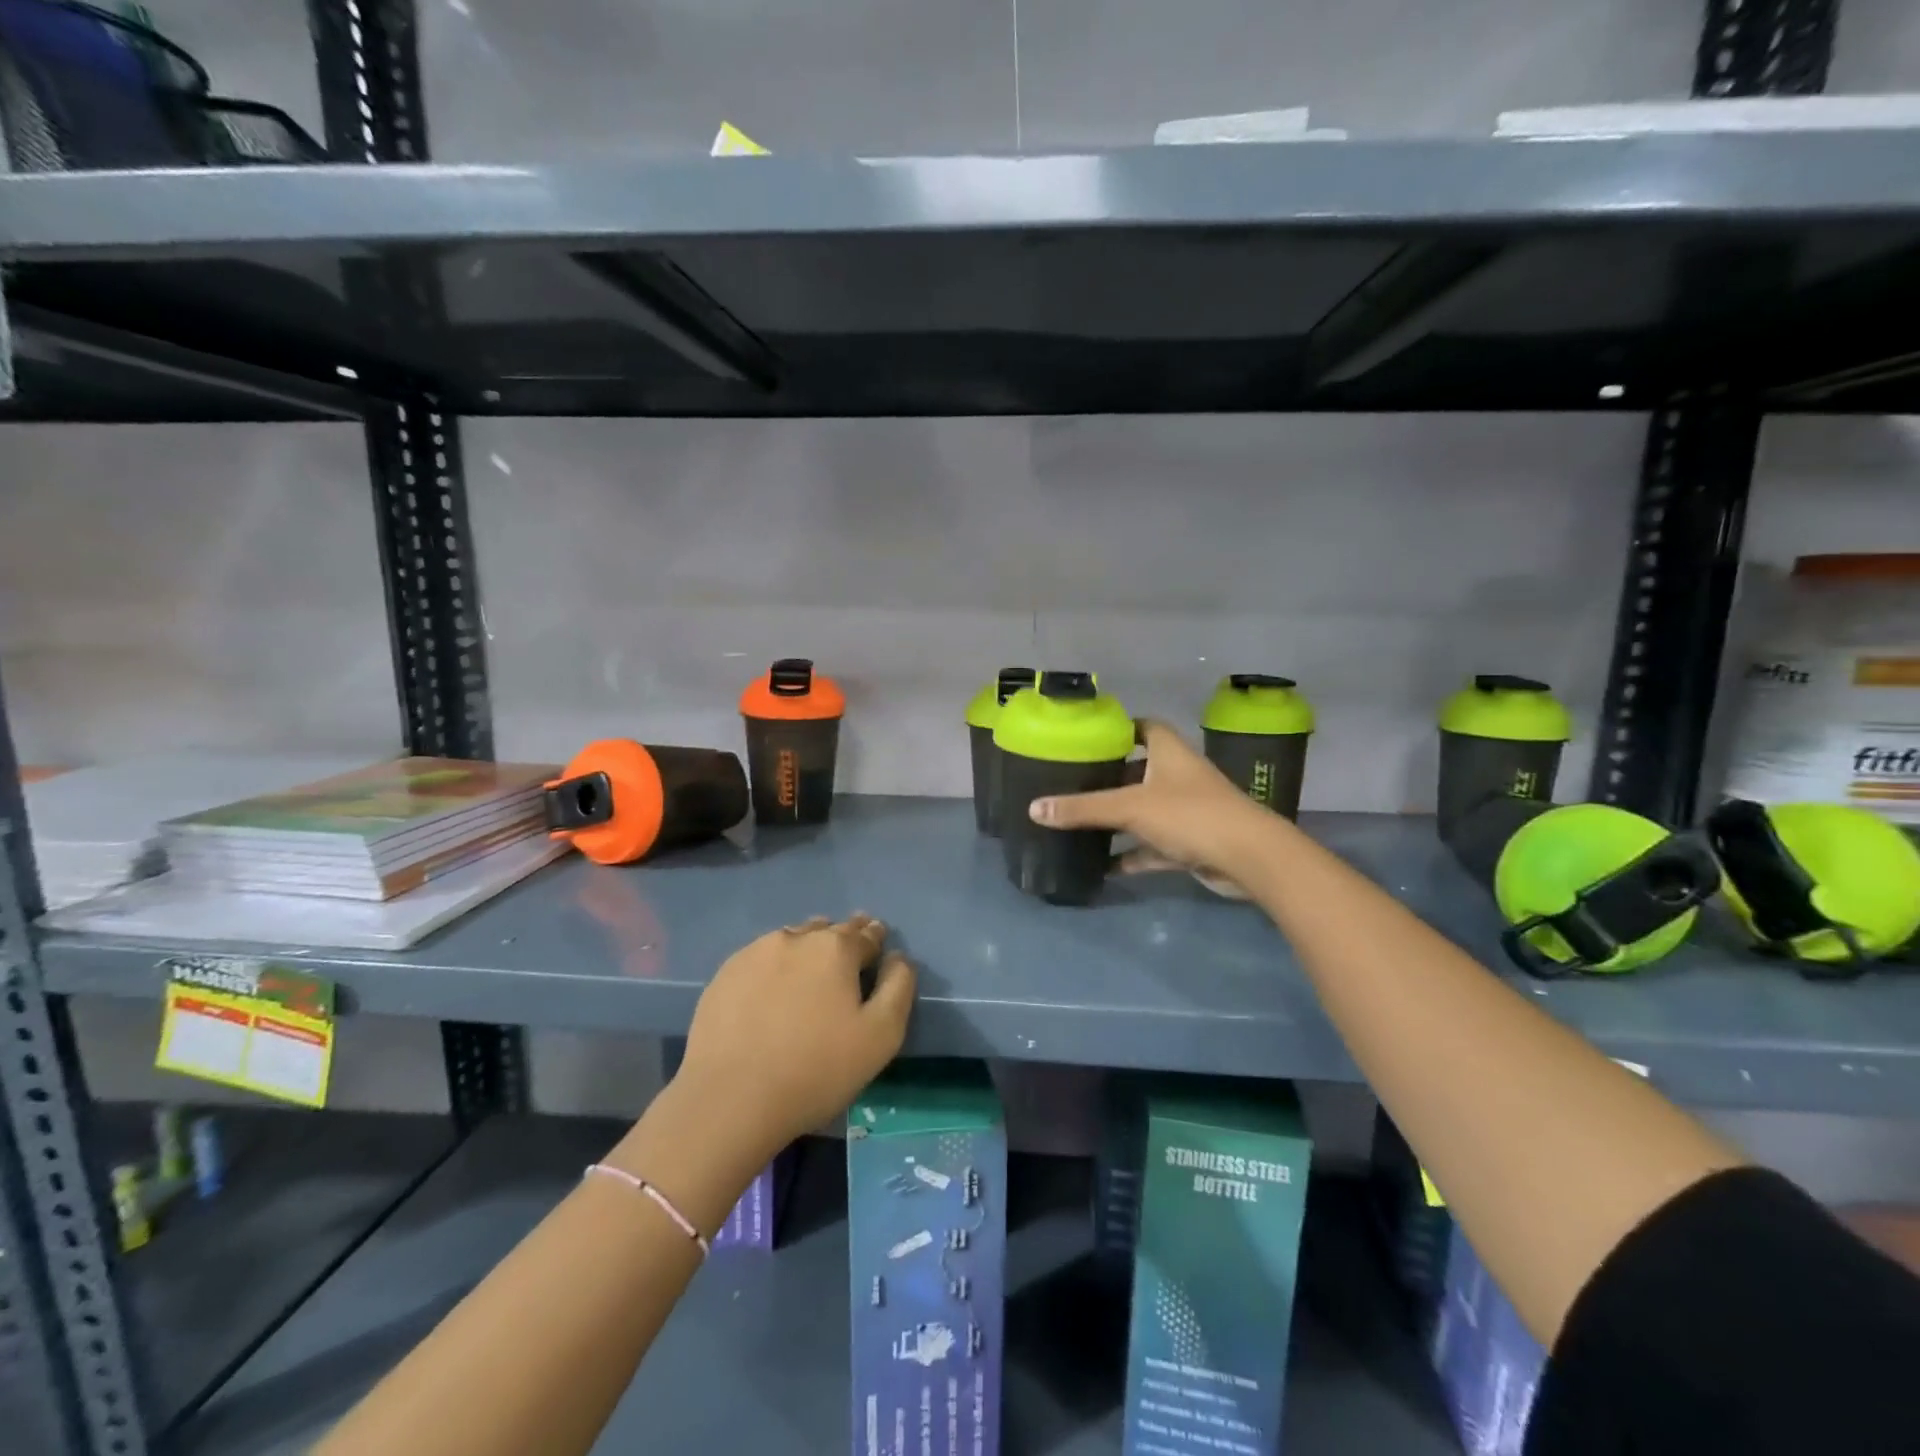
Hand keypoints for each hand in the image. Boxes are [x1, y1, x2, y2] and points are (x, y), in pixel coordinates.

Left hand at [674, 914, 915, 1160]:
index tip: (877, 947)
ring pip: (793, 939)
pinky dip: (774, 966)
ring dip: (807, 948)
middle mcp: (796, 938)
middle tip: (847, 956)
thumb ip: (899, 987)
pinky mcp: (725, 974)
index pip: (866, 934)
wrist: (730, 1099)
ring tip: (810, 970)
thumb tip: (898, 958)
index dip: (876, 940)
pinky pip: (761, 958)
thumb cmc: (816, 1069)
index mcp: (836, 948)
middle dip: (843, 938)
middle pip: (828, 930)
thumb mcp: (881, 1036)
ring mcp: (755, 953)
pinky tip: (772, 989)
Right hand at [1028, 719, 1273, 896]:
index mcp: (1169, 753)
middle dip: (1112, 776)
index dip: (1120, 728)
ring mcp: (1187, 811)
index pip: (1144, 727)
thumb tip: (1034, 808)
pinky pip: (1154, 847)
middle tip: (1076, 782)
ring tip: (1082, 823)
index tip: (1090, 737)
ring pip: (1146, 810)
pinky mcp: (1191, 843)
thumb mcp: (1130, 807)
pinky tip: (1105, 865)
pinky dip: (1132, 854)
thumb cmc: (1189, 815)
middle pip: (1141, 770)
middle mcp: (1179, 776)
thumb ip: (1083, 809)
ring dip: (1120, 819)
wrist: (1248, 857)